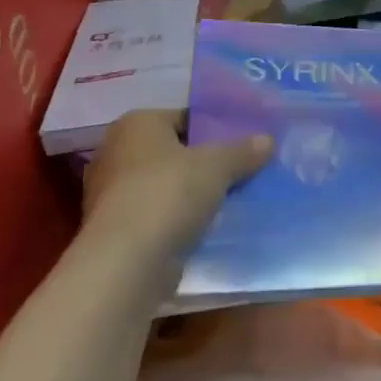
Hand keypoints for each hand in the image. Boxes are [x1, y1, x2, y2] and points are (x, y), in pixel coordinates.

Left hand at [81, 110, 271, 268]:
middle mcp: (117, 153)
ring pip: (167, 185)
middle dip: (205, 161)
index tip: (244, 141)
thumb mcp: (218, 165)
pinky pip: (159, 214)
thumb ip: (243, 151)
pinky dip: (180, 218)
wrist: (126, 263)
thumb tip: (268, 140)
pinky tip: (210, 225)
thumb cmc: (168, 194)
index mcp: (137, 124)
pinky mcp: (117, 230)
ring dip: (193, 193)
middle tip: (242, 168)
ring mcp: (112, 194)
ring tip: (233, 197)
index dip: (216, 127)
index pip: (184, 117)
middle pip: (175, 151)